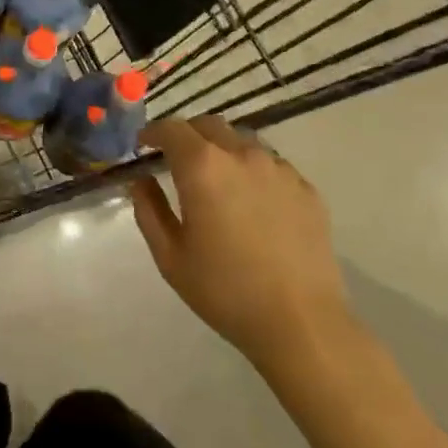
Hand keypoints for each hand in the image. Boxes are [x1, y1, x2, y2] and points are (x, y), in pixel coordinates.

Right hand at [130, 116, 352, 374]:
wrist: (300, 322)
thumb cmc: (225, 290)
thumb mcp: (170, 256)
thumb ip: (148, 210)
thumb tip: (141, 180)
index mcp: (203, 167)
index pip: (172, 128)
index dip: (153, 133)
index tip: (143, 146)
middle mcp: (242, 155)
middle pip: (209, 126)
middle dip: (187, 136)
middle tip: (175, 160)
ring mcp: (280, 169)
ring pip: (243, 142)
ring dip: (221, 150)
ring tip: (216, 181)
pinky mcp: (306, 188)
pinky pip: (271, 166)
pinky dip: (252, 171)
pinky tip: (252, 204)